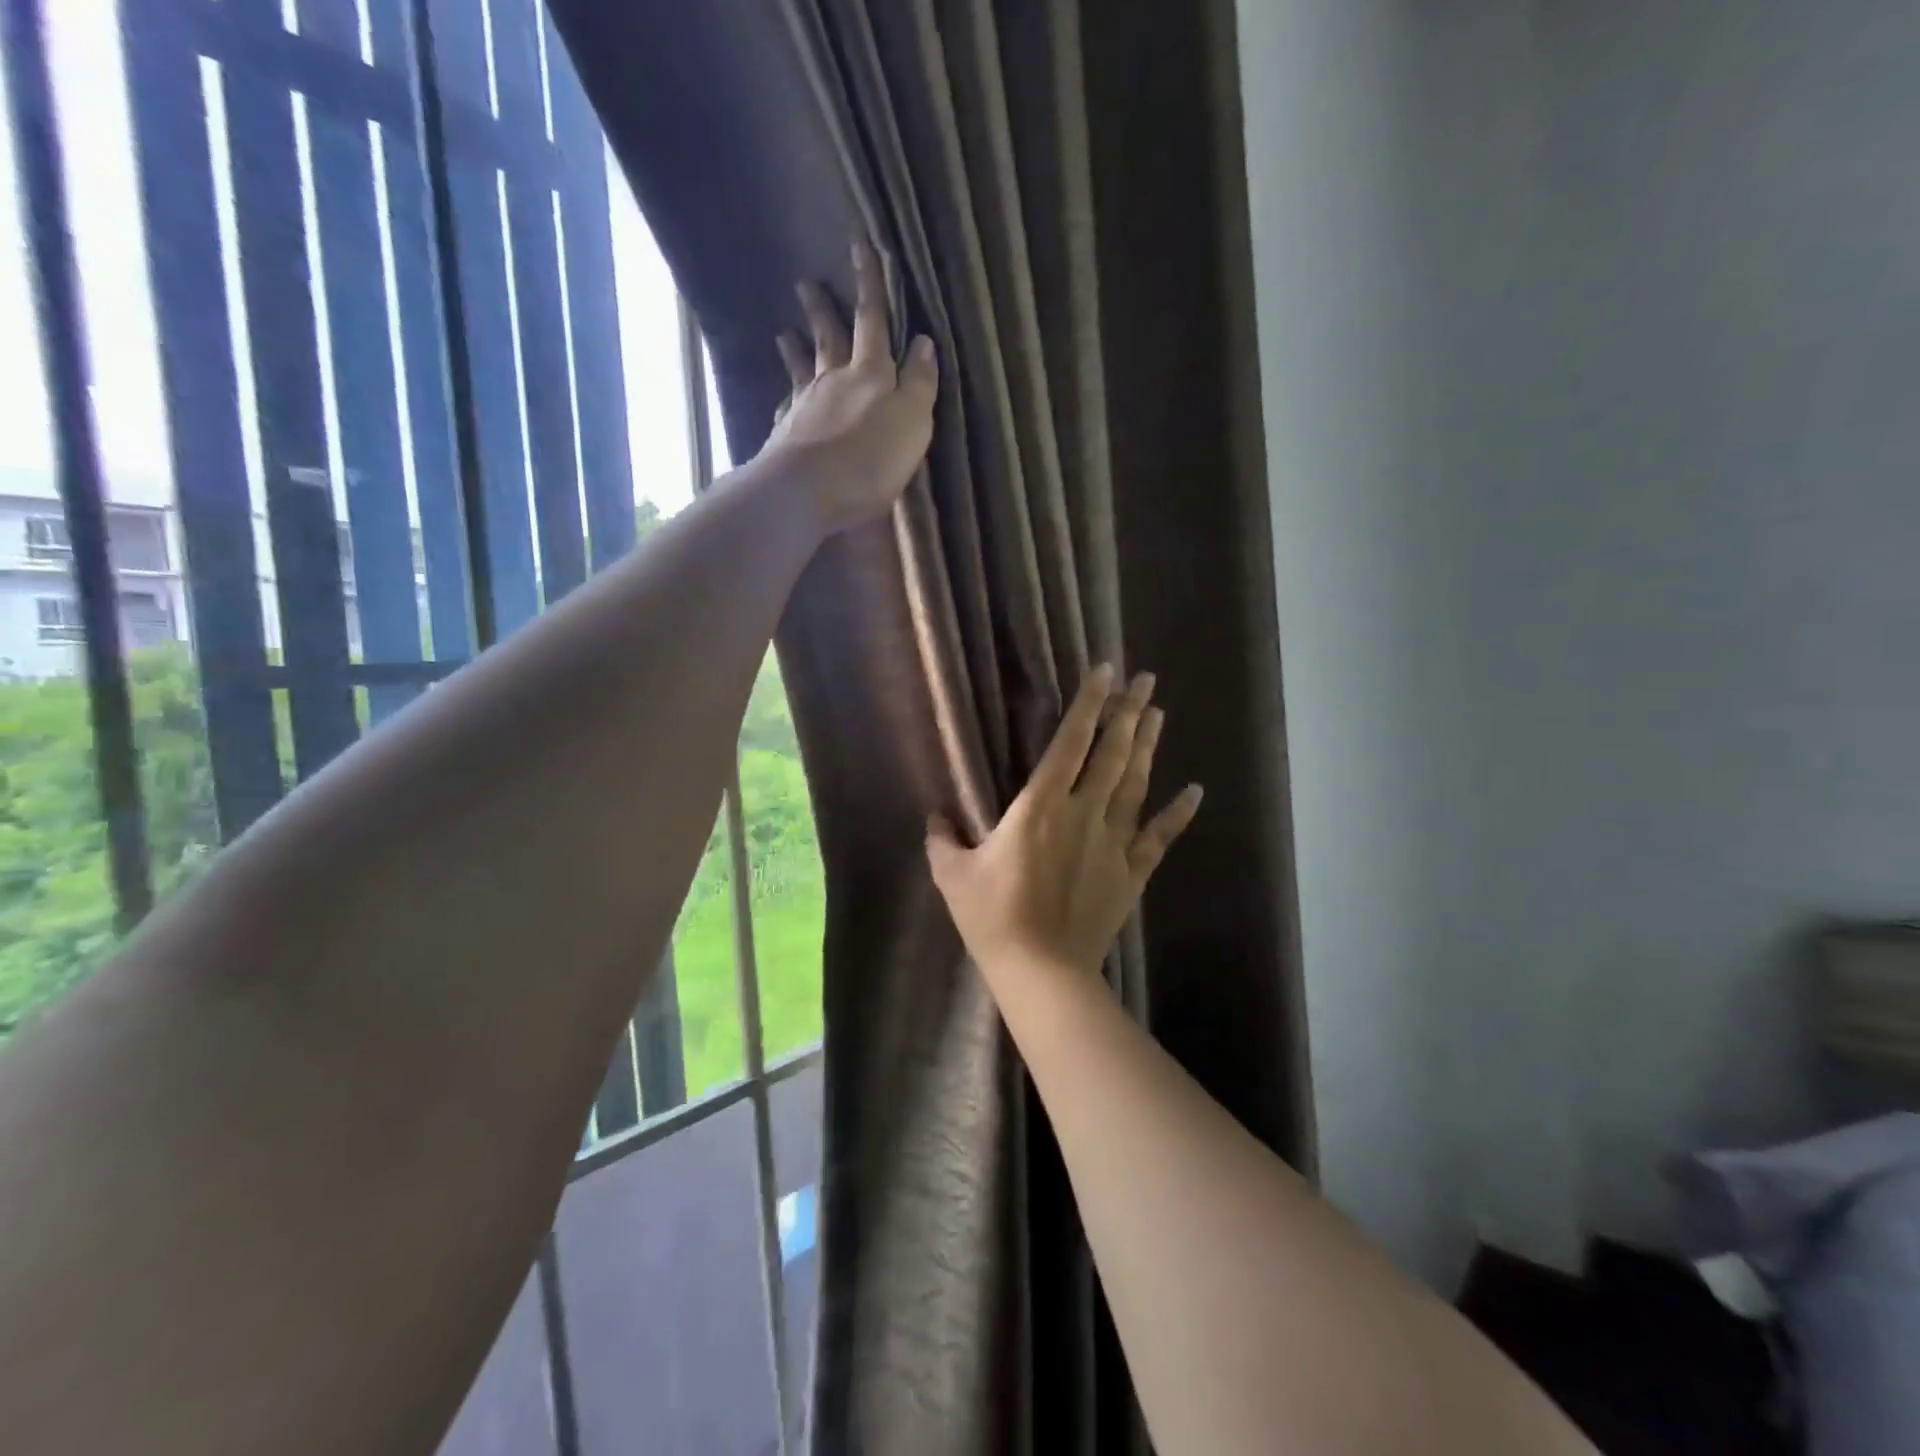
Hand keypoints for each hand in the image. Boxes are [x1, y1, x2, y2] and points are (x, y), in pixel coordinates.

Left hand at [758, 239, 939, 534]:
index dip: (870, 283)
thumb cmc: (870, 460)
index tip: (860, 244)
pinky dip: (786, 397)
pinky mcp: (786, 436)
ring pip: (802, 369)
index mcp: (870, 375)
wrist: (807, 492)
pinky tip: (783, 398)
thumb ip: (919, 383)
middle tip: (806, 281)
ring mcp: (805, 407)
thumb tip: (924, 342)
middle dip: (823, 309)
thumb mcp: (911, 421)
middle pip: (830, 338)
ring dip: (796, 348)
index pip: (873, 320)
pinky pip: (787, 407)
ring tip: (784, 331)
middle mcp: (834, 382)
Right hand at [927, 665, 1203, 978]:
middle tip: (1145, 678)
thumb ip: (942, 839)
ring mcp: (1113, 842)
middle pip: (1112, 754)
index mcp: (1040, 806)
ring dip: (1148, 746)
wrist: (1041, 972)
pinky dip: (1178, 813)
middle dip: (1129, 712)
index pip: (1070, 743)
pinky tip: (1194, 790)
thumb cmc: (992, 918)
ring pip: (1136, 784)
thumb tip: (935, 817)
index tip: (1105, 672)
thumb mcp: (953, 875)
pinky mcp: (1131, 873)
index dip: (1089, 704)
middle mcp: (1083, 813)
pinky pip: (1159, 837)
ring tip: (1159, 712)